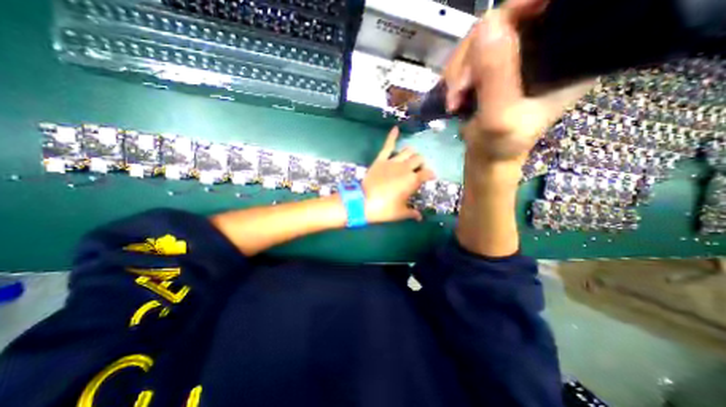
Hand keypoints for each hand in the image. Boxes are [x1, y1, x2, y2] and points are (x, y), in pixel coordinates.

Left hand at [366, 127, 433, 221]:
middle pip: (419, 159)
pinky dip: (392, 136)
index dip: (430, 175)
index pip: (427, 173)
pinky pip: (387, 146)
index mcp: (412, 180)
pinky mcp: (381, 159)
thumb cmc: (384, 209)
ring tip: (410, 158)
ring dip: (412, 153)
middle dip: (421, 163)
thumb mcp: (400, 213)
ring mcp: (393, 162)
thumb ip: (412, 213)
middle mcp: (405, 168)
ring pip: (408, 151)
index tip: (430, 177)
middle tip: (418, 169)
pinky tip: (396, 128)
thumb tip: (420, 218)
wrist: (364, 202)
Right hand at [442, 0, 595, 167]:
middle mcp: (543, 46)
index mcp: (566, 55)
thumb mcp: (499, 118)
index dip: (524, 7)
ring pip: (481, 37)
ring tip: (454, 100)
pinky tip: (454, 96)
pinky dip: (455, 76)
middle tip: (459, 89)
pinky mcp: (493, 66)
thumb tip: (487, 24)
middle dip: (472, 56)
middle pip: (506, 20)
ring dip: (458, 71)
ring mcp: (514, 55)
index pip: (554, 7)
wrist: (487, 155)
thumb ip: (496, 77)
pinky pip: (468, 55)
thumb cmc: (500, 145)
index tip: (492, 28)